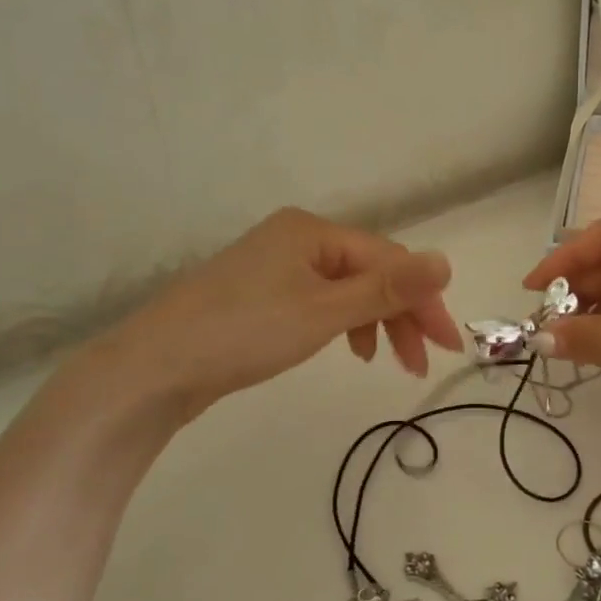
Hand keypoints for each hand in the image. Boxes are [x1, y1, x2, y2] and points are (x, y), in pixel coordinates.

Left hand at [90, 207, 462, 425]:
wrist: (153, 369)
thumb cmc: (244, 333)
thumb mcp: (324, 311)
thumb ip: (387, 289)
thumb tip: (446, 261)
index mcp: (313, 231)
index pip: (388, 260)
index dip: (423, 301)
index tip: (448, 345)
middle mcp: (296, 239)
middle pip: (369, 273)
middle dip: (401, 315)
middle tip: (422, 362)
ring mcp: (275, 267)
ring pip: (347, 290)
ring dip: (376, 322)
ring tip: (389, 362)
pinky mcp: (261, 295)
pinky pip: (321, 301)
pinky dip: (344, 324)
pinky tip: (350, 348)